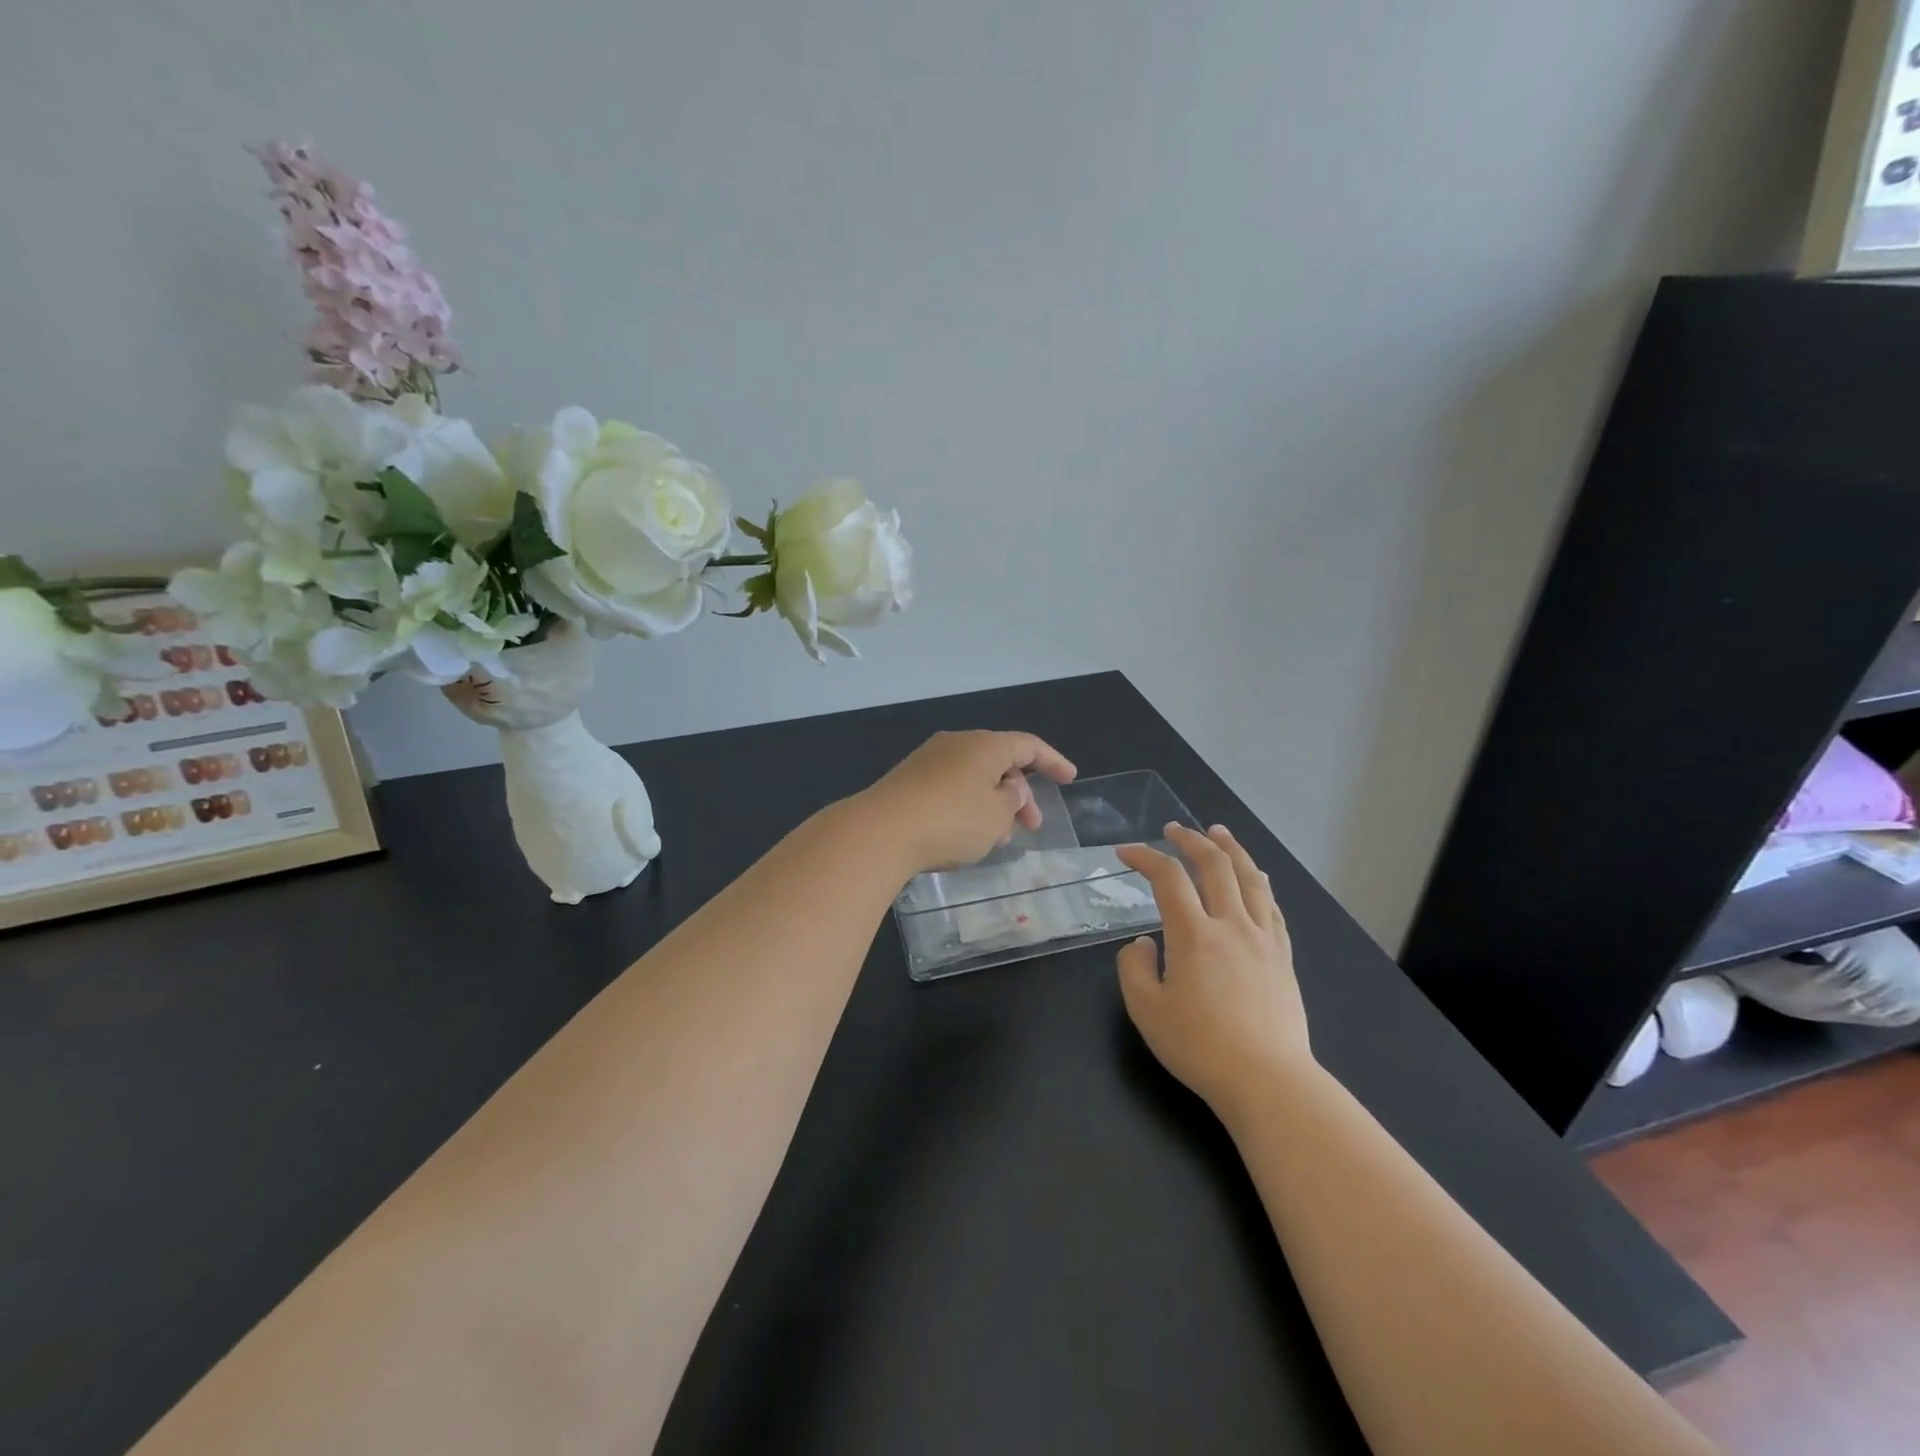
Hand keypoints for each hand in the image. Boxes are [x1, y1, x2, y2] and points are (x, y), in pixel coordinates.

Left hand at [856, 730, 1076, 876]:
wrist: (880, 832)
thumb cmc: (951, 820)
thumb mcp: (996, 816)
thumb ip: (1012, 801)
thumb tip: (1007, 791)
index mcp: (983, 745)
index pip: (1027, 745)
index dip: (1052, 761)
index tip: (1069, 778)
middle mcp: (956, 744)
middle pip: (999, 762)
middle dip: (1020, 794)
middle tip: (1031, 826)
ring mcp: (928, 761)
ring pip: (974, 779)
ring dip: (993, 805)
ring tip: (997, 839)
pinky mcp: (908, 782)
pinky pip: (950, 789)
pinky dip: (968, 808)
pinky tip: (967, 837)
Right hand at [1115, 824, 1311, 1117]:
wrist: (1268, 1081)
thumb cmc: (1200, 1047)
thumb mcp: (1146, 1010)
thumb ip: (1134, 968)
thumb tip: (1144, 943)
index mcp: (1194, 934)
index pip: (1168, 877)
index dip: (1145, 857)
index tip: (1125, 853)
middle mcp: (1231, 925)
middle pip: (1215, 865)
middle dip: (1191, 840)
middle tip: (1174, 829)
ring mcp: (1263, 940)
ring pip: (1251, 879)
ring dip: (1232, 850)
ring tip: (1219, 833)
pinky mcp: (1283, 958)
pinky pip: (1273, 909)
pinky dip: (1260, 885)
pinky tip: (1257, 880)